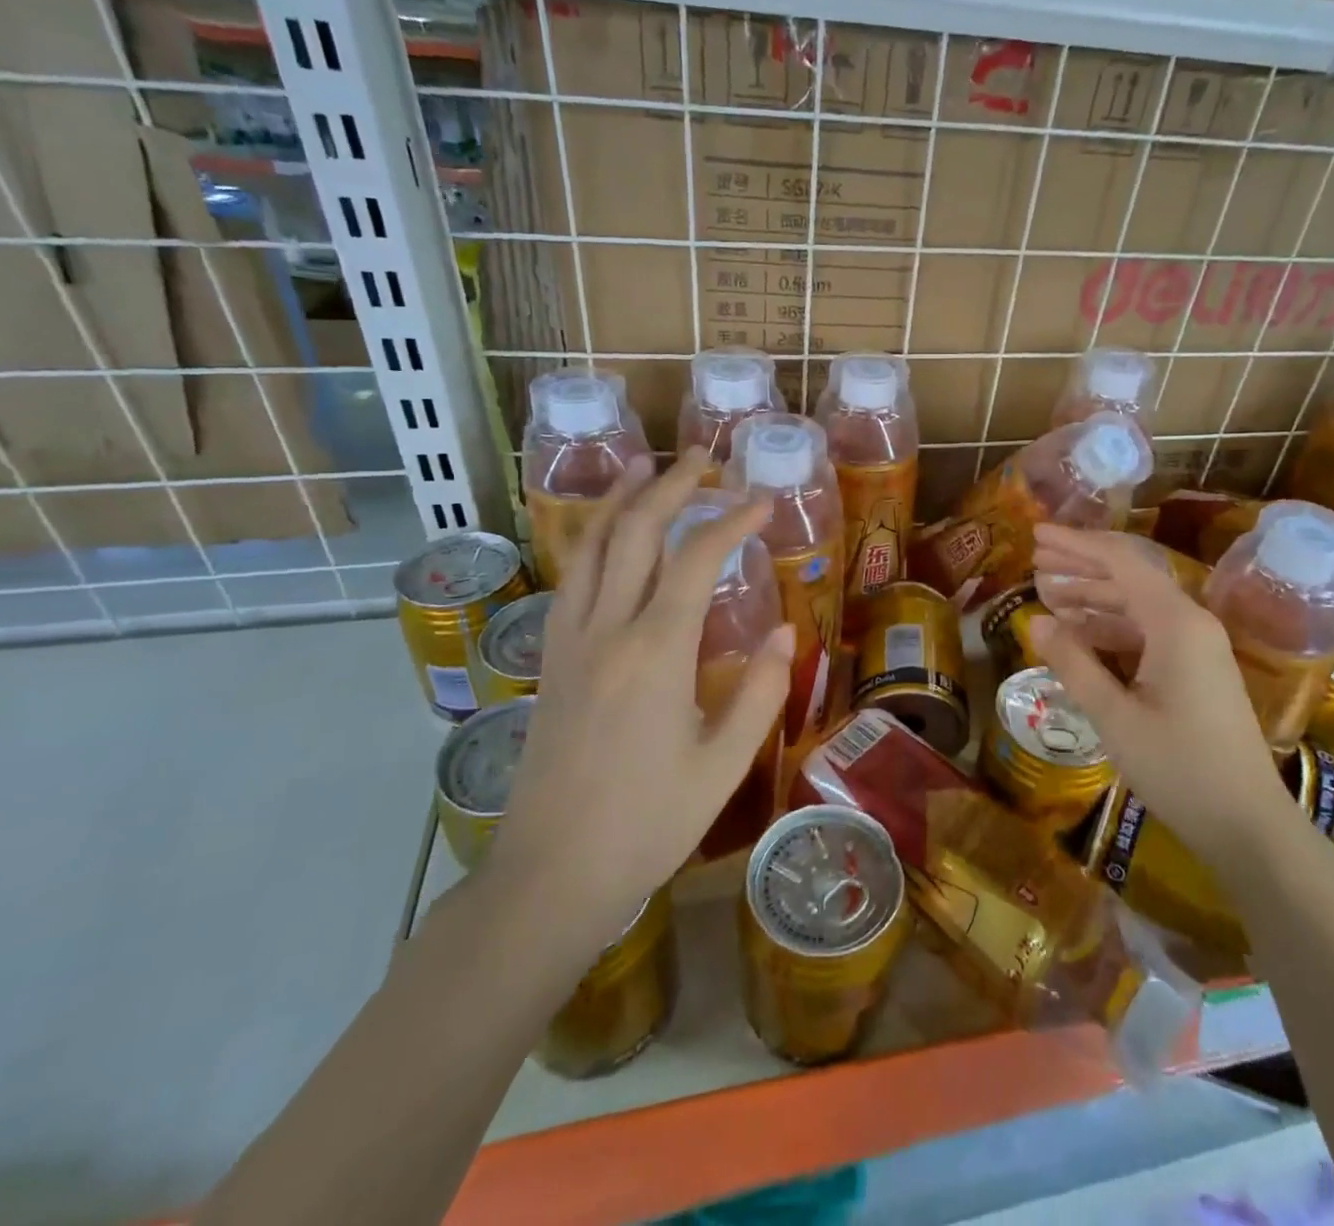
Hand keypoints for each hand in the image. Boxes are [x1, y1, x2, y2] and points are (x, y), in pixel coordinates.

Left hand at [485, 448, 794, 946]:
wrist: (549, 875)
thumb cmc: (647, 825)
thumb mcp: (722, 764)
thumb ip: (759, 691)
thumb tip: (784, 629)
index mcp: (655, 653)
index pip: (697, 560)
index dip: (731, 522)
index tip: (762, 502)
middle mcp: (606, 631)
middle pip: (636, 534)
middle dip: (671, 486)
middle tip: (703, 459)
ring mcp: (569, 643)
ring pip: (591, 548)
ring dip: (620, 501)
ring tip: (642, 466)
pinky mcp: (550, 661)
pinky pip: (570, 580)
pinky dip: (592, 542)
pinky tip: (606, 539)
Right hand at [1029, 525, 1287, 841]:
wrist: (1248, 825)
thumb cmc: (1179, 769)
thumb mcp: (1114, 717)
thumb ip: (1073, 663)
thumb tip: (1036, 621)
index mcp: (1176, 624)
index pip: (1120, 562)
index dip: (1075, 545)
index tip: (1035, 534)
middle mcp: (1191, 623)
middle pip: (1130, 576)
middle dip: (1081, 564)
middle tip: (1035, 559)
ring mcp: (1197, 646)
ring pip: (1137, 605)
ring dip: (1093, 596)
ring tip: (1047, 594)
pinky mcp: (1196, 670)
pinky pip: (1147, 632)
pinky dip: (1110, 627)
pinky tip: (1079, 634)